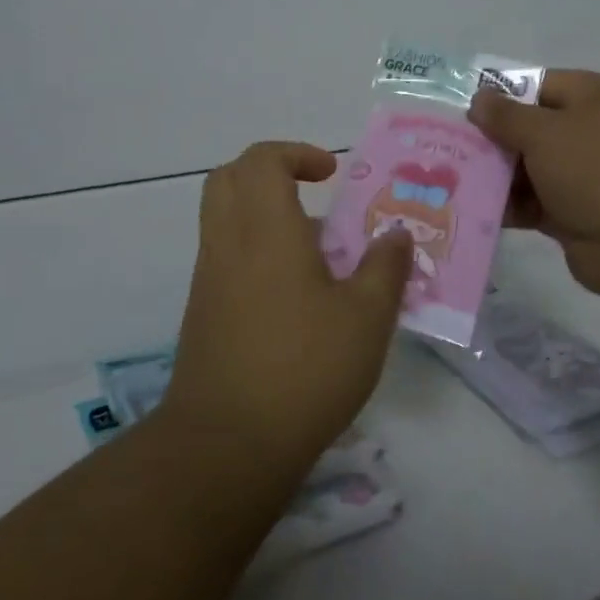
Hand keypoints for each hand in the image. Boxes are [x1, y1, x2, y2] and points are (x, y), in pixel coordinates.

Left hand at [159, 142, 412, 481]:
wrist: (227, 445)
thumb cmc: (305, 369)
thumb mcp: (366, 318)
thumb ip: (385, 268)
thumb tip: (396, 234)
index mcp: (265, 230)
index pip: (262, 160)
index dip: (296, 154)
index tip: (332, 175)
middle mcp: (228, 243)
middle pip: (229, 178)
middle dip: (269, 172)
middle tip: (311, 193)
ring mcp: (209, 279)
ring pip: (223, 218)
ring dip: (264, 214)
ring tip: (315, 250)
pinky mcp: (202, 313)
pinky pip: (224, 256)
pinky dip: (254, 250)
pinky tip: (295, 295)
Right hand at [469, 70, 599, 305]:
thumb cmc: (599, 170)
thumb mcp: (546, 132)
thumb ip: (506, 116)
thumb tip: (479, 99)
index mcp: (595, 98)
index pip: (538, 85)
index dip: (499, 96)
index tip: (460, 110)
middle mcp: (592, 132)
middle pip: (530, 128)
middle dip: (491, 139)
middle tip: (446, 146)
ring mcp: (584, 176)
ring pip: (528, 169)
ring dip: (494, 175)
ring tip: (448, 179)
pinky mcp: (575, 214)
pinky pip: (532, 203)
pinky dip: (507, 206)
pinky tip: (469, 209)